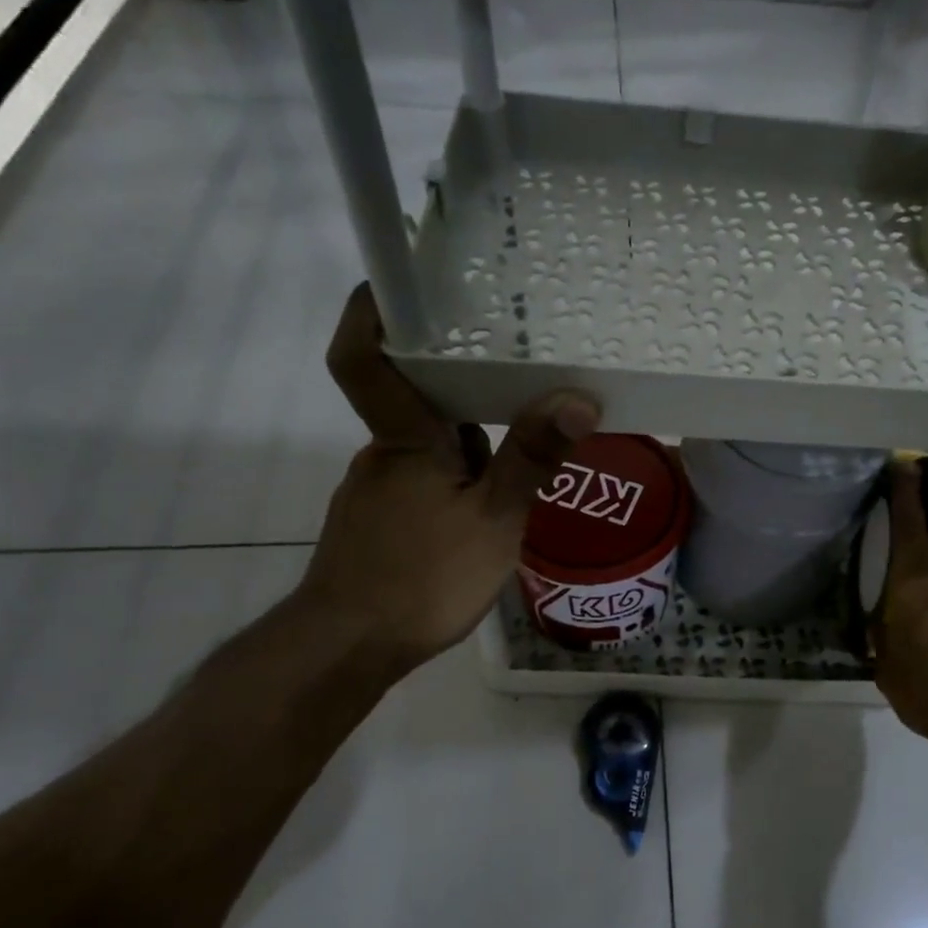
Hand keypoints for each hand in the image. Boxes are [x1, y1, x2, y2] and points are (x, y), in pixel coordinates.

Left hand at [295, 284, 599, 674]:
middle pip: (417, 402)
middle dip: (465, 391)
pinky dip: (454, 482)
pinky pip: (422, 482)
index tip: (396, 278)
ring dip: (469, 447)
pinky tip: (487, 513)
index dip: (370, 312)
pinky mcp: (378, 524)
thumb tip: (578, 397)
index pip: (364, 357)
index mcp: (405, 440)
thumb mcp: (495, 521)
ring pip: (427, 449)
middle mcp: (383, 454)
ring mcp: (376, 491)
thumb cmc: (421, 578)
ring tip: (525, 456)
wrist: (349, 649)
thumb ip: (533, 458)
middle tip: (523, 377)